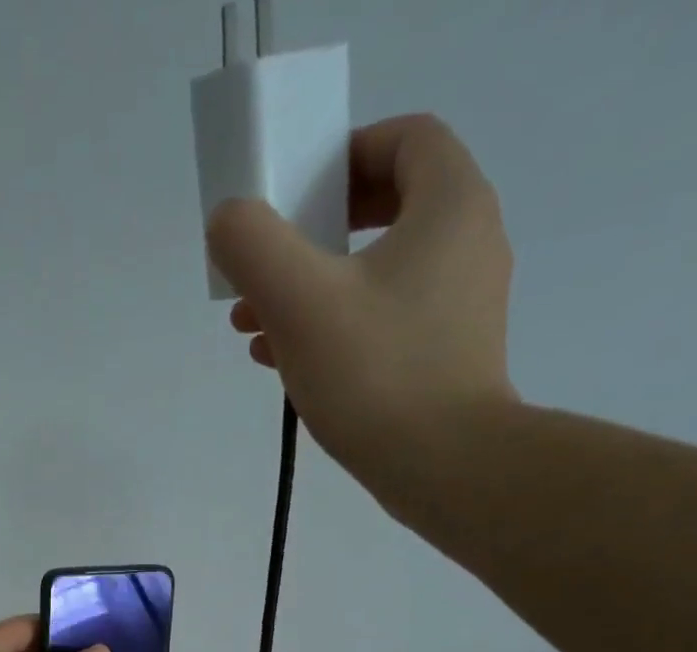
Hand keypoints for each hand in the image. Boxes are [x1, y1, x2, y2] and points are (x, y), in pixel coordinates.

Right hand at [206, 114, 514, 500]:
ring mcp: (460, 305)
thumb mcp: (299, 302)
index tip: (295, 193)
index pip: (404, 139)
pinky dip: (335, 327)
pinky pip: (384, 320)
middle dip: (313, 234)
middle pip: (386, 208)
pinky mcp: (446, 356)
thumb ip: (254, 247)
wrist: (444, 467)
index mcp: (449, 204)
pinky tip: (286, 361)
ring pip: (377, 273)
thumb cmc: (376, 373)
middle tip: (267, 264)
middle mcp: (467, 243)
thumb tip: (228, 221)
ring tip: (255, 327)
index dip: (344, 154)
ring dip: (313, 288)